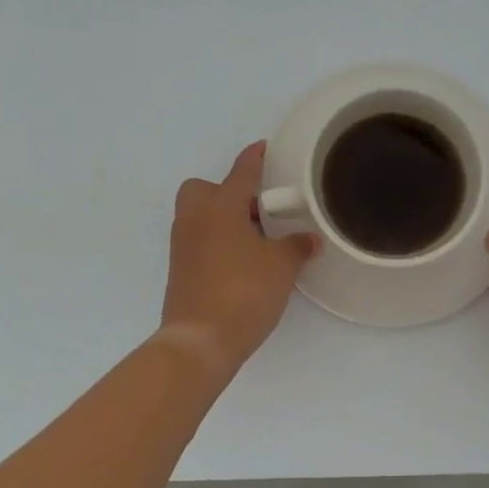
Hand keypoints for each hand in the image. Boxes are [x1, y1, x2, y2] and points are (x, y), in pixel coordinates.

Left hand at [159, 142, 318, 378]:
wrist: (199, 340)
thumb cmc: (243, 291)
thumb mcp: (281, 266)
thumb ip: (297, 246)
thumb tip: (309, 239)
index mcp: (221, 206)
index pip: (242, 172)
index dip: (255, 158)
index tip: (264, 147)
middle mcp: (196, 218)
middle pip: (204, 188)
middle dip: (227, 191)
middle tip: (258, 210)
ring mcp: (183, 244)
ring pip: (199, 215)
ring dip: (223, 217)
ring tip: (256, 238)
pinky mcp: (180, 268)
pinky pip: (198, 239)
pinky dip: (216, 240)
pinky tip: (241, 260)